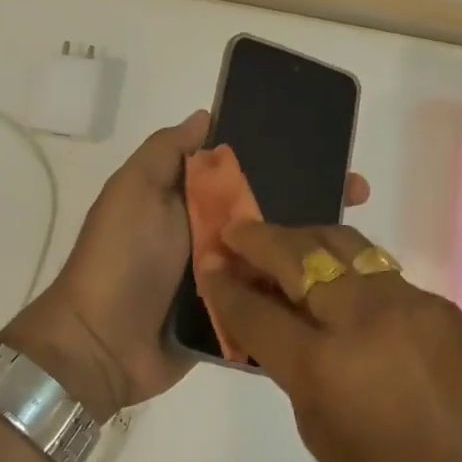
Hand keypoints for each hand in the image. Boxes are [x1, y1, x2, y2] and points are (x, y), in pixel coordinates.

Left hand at [3, 112, 369, 422]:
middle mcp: (212, 234)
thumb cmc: (120, 259)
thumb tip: (206, 115)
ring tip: (359, 237)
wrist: (102, 346)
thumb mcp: (134, 191)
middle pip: (270, 209)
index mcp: (191, 200)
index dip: (283, 155)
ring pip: (277, 253)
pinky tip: (341, 282)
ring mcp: (226, 277)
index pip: (246, 169)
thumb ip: (166, 152)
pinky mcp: (236, 316)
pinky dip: (300, 289)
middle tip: (357, 192)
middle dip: (313, 196)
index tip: (326, 148)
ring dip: (314, 243)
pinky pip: (272, 297)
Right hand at [197, 220, 461, 461]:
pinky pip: (381, 272)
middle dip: (259, 240)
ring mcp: (407, 303)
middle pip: (297, 256)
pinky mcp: (439, 303)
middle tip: (236, 232)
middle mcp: (362, 319)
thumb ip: (293, 370)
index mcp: (323, 367)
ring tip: (285, 244)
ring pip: (345, 246)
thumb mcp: (321, 435)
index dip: (225, 288)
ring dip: (305, 239)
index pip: (257, 311)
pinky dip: (350, 269)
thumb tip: (277, 327)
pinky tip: (340, 282)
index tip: (210, 267)